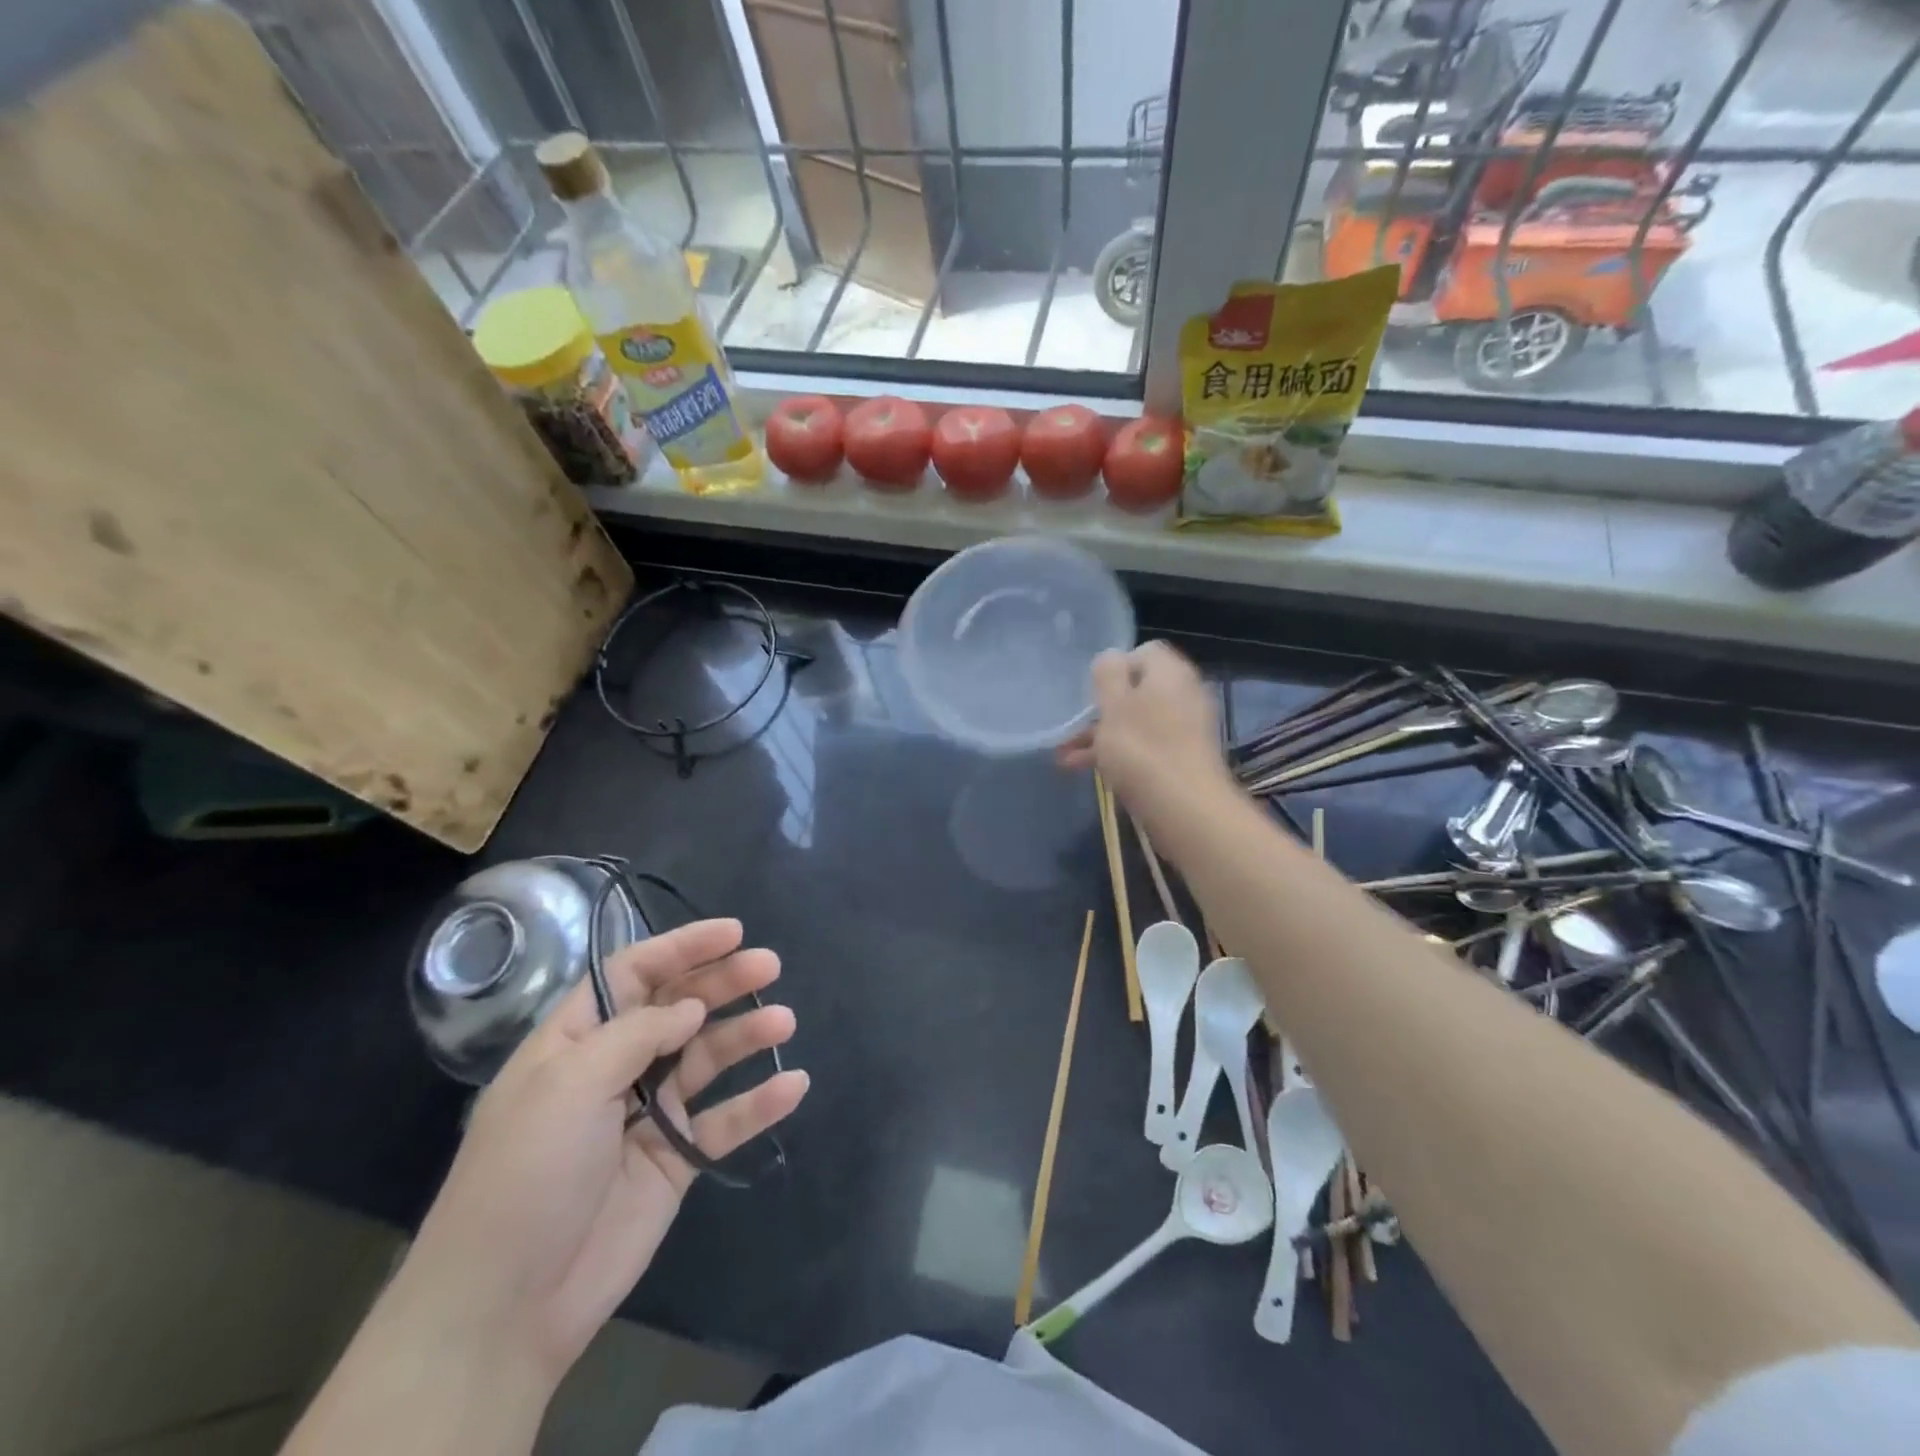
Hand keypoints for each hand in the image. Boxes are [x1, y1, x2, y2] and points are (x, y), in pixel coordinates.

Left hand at [396, 919, 807, 1387]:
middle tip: (769, 966)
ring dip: (747, 1035)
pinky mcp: (676, 1158)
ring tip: (784, 1023)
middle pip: (680, 1008)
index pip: (634, 973)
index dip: (683, 947)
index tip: (734, 932)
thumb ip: (636, 1034)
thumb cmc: (527, 1174)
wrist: (506, 1308)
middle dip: (724, 983)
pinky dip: (759, 1102)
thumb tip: (691, 1007)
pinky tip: (793, 1085)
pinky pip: (725, 1121)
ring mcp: (649, 1113)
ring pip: (708, 1057)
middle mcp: (616, 1067)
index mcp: (577, 1040)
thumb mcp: (569, 1085)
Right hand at [1059, 641, 1231, 828]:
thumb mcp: (1114, 705)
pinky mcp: (1181, 758)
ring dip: (1102, 735)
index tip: (1092, 691)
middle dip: (1101, 708)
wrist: (1185, 808)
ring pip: (1136, 722)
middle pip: (1137, 690)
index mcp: (1170, 673)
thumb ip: (1108, 674)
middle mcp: (1183, 694)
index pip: (1143, 652)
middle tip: (1073, 725)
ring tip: (1065, 756)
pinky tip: (1085, 770)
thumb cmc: (1142, 749)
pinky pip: (1145, 746)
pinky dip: (1118, 754)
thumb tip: (1111, 657)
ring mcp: (1185, 728)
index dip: (1114, 667)